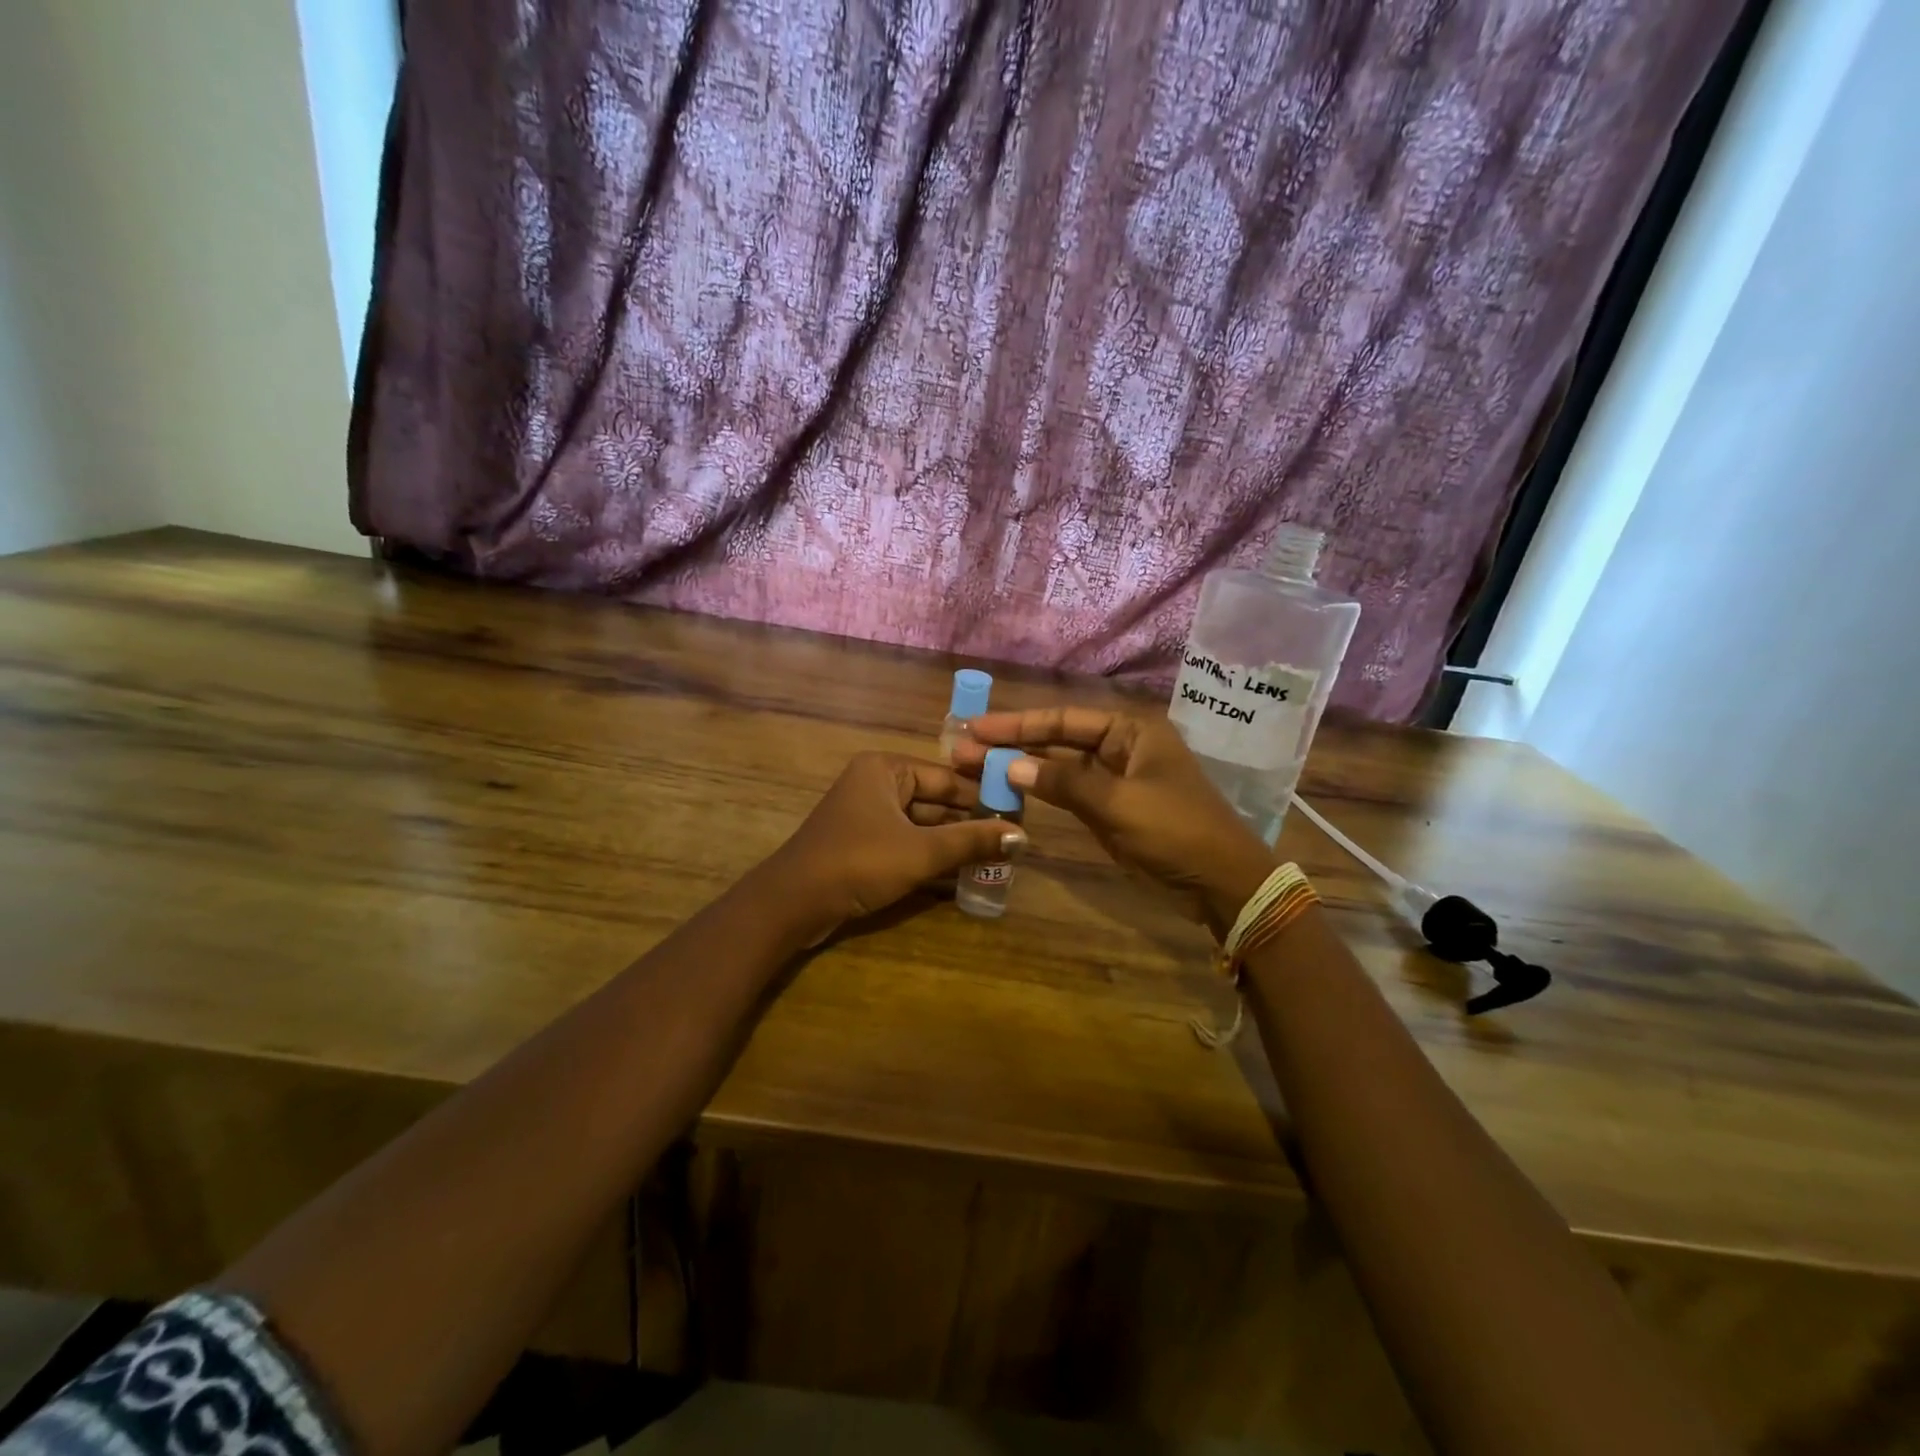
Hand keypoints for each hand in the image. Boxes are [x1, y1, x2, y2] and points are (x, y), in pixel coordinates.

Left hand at [762, 752, 1027, 942]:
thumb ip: (971, 842)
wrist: (792, 904)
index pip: (948, 777)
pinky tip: (963, 871)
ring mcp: (867, 814)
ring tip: (997, 857)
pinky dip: (931, 855)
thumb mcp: (921, 852)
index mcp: (886, 769)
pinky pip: (907, 841)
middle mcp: (876, 783)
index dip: (983, 797)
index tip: (1019, 815)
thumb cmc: (858, 862)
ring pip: (922, 823)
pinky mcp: (862, 843)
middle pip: (936, 800)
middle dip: (970, 822)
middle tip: (1013, 840)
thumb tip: (1023, 837)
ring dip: (953, 842)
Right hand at [954, 707, 1274, 937]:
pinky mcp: (1111, 810)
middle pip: (1057, 741)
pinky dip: (1040, 793)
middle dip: (1012, 744)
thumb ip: (1064, 783)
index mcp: (1130, 731)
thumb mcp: (1119, 803)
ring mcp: (1115, 780)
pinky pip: (1068, 795)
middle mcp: (1121, 747)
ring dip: (1021, 769)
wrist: (1220, 882)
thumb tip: (1010, 767)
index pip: (1064, 719)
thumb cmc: (1176, 831)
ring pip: (1059, 769)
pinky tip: (1008, 791)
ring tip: (975, 767)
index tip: (977, 728)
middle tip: (963, 748)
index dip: (1017, 724)